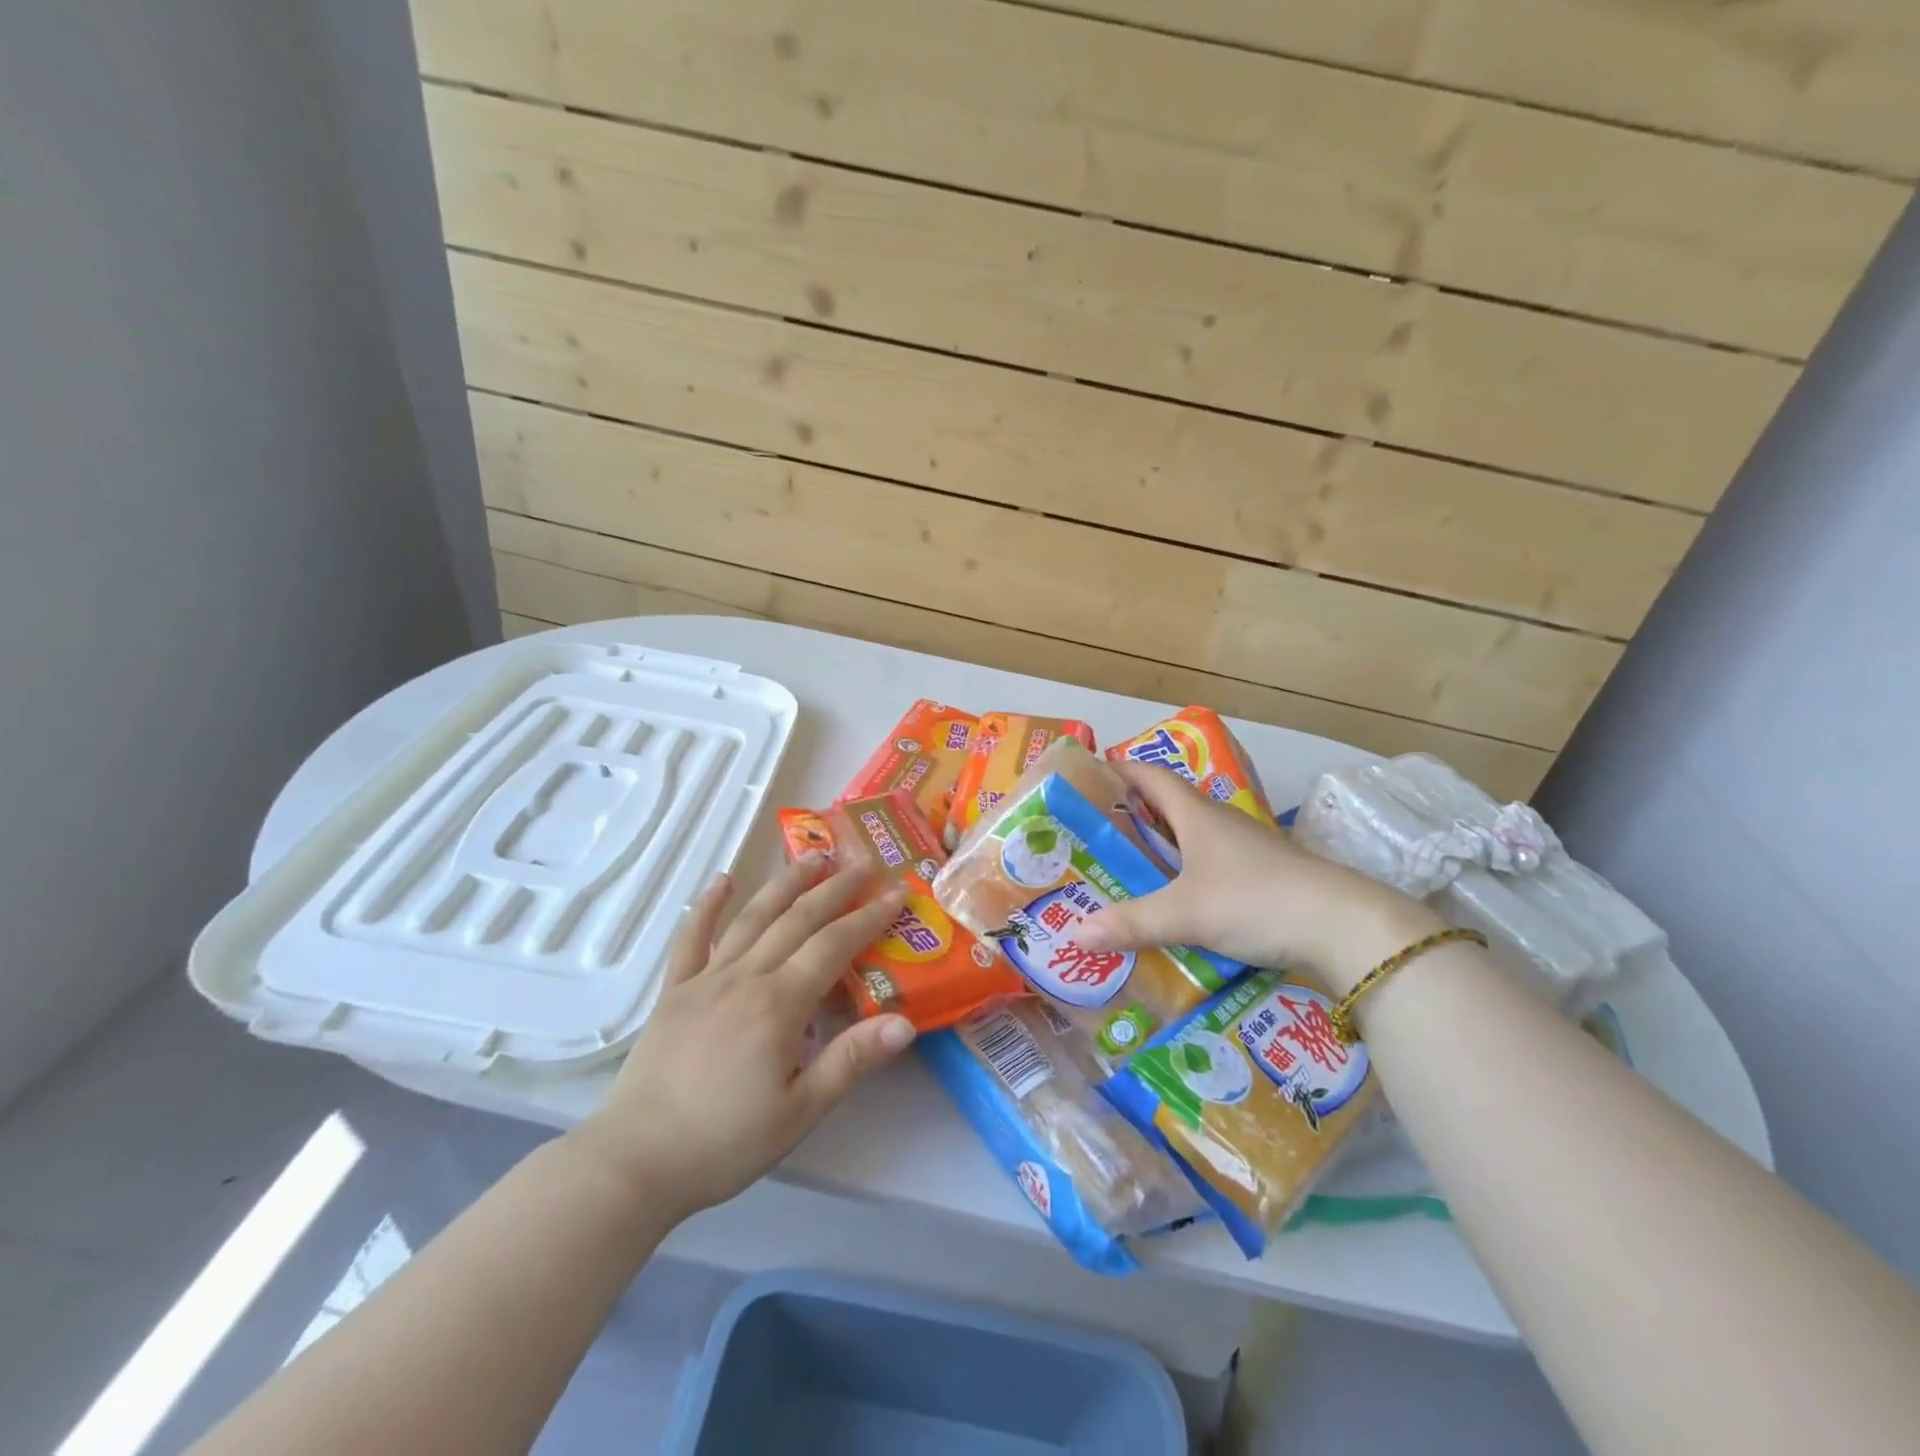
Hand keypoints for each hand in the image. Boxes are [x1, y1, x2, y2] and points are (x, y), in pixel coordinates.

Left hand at [566, 855, 917, 1225]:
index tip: (896, 892)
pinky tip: (721, 880)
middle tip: (864, 863)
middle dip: (836, 888)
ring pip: (752, 917)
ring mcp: (705, 979)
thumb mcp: (800, 1112)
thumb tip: (904, 1023)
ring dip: (785, 883)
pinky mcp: (674, 991)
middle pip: (798, 919)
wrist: (636, 1162)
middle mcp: (745, 977)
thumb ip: (851, 1061)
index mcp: (779, 1004)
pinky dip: (706, 905)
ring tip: (812, 856)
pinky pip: (692, 938)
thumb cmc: (725, 1142)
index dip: (869, 916)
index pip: (834, 945)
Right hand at [1074, 761, 1440, 993]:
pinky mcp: (1265, 878)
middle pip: (1170, 807)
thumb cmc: (1256, 900)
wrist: (1343, 926)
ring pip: (1193, 840)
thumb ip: (1131, 923)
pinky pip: (1212, 867)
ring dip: (1162, 847)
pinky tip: (1176, 901)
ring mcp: (1248, 851)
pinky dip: (1187, 875)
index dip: (1122, 769)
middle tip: (1096, 831)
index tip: (1093, 771)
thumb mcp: (1186, 913)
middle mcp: (1221, 825)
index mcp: (1198, 816)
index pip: (1153, 777)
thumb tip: (1075, 935)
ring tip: (1126, 868)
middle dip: (1134, 813)